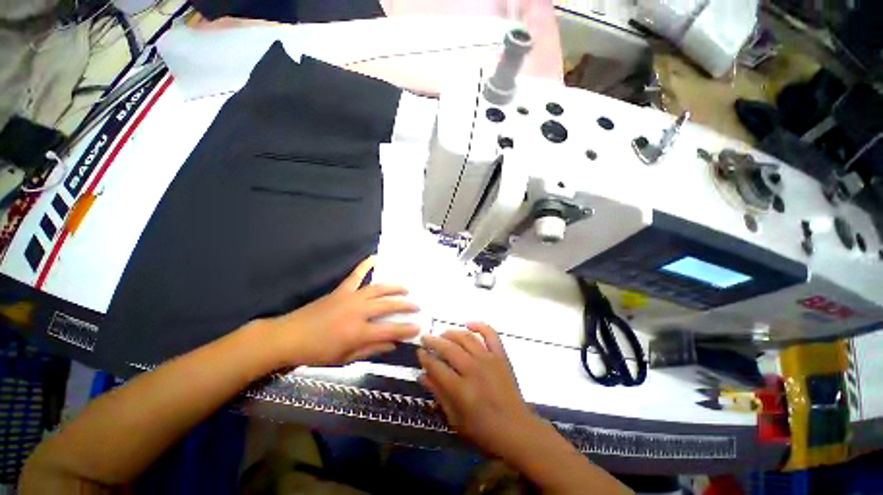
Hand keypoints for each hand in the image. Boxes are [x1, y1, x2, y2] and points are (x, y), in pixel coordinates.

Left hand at [263, 257, 419, 366]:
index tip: (419, 327)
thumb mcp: (345, 358)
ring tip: (406, 288)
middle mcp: (358, 311)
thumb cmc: (317, 352)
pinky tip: (374, 257)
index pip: (389, 330)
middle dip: (405, 305)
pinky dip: (365, 265)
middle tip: (417, 306)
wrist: (288, 337)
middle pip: (387, 305)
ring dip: (394, 288)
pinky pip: (356, 275)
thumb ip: (371, 349)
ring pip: (378, 289)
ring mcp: (350, 297)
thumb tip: (393, 345)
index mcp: (358, 332)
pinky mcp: (341, 290)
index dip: (406, 329)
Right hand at [417, 323, 537, 457]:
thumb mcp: (455, 420)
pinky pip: (491, 334)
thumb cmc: (483, 431)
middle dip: (434, 341)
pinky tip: (468, 323)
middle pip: (449, 348)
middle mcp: (473, 369)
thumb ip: (439, 395)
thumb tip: (422, 376)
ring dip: (452, 333)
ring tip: (443, 334)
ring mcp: (489, 360)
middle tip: (425, 338)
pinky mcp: (501, 356)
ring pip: (466, 338)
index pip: (437, 366)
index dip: (425, 357)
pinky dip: (480, 326)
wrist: (517, 430)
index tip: (419, 352)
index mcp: (461, 389)